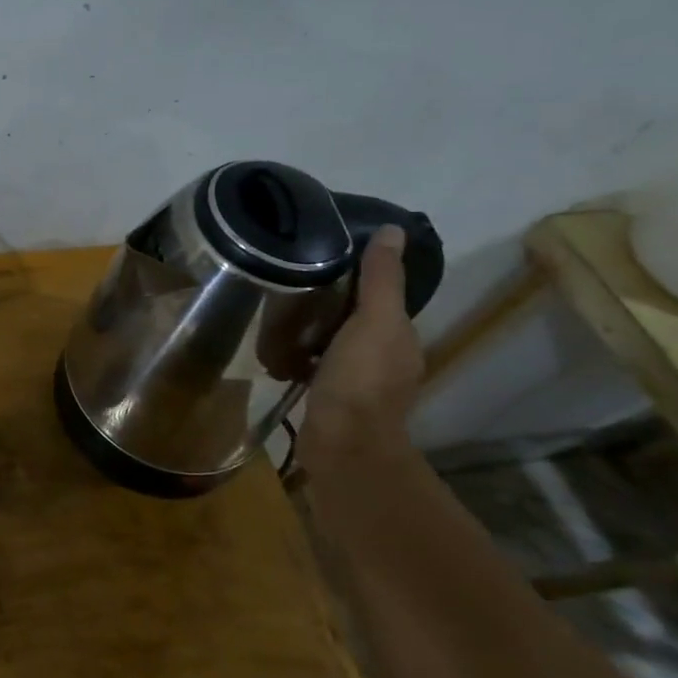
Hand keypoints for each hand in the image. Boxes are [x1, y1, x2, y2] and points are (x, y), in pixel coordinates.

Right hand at [297, 225, 424, 473]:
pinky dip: (299, 359)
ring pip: (334, 344)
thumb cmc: (361, 379)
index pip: (382, 297)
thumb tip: (392, 230)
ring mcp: (358, 384)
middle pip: (356, 320)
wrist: (342, 446)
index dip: (358, 277)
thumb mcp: (374, 321)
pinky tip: (276, 355)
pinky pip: (315, 368)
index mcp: (400, 337)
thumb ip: (381, 279)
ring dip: (311, 332)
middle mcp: (386, 359)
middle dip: (329, 304)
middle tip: (291, 286)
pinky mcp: (332, 401)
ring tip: (277, 316)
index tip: (322, 259)